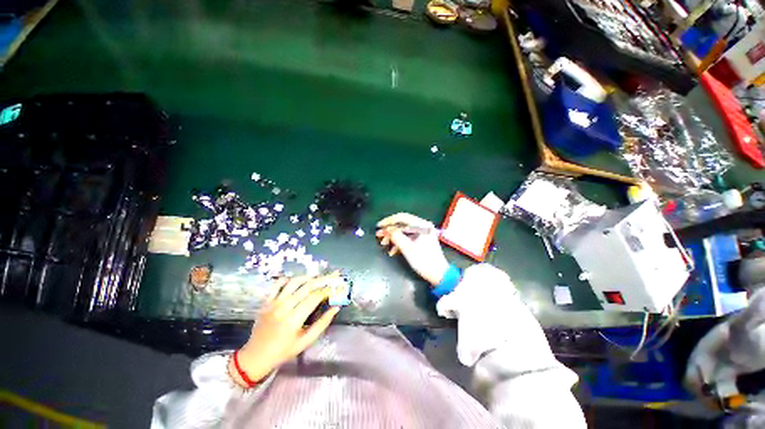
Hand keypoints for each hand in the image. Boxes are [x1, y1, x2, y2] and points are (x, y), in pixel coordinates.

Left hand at [229, 274, 341, 386]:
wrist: (255, 356)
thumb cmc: (283, 351)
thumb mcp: (306, 341)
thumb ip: (322, 324)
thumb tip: (336, 308)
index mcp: (294, 319)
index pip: (315, 297)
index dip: (328, 290)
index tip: (337, 286)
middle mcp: (283, 307)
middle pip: (307, 286)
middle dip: (323, 279)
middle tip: (333, 275)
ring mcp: (273, 303)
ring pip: (294, 282)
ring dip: (308, 277)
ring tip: (318, 277)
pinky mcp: (266, 301)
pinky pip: (278, 284)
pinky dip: (289, 279)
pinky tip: (297, 280)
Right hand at [376, 213, 448, 285]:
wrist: (439, 274)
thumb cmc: (424, 261)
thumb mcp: (407, 248)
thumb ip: (396, 236)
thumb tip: (387, 229)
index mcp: (421, 225)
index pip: (402, 217)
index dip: (388, 221)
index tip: (379, 226)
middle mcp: (423, 226)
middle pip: (402, 224)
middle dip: (390, 230)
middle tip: (379, 236)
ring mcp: (423, 232)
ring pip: (404, 231)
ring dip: (393, 237)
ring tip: (384, 244)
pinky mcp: (422, 239)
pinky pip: (408, 237)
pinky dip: (400, 242)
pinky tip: (392, 251)